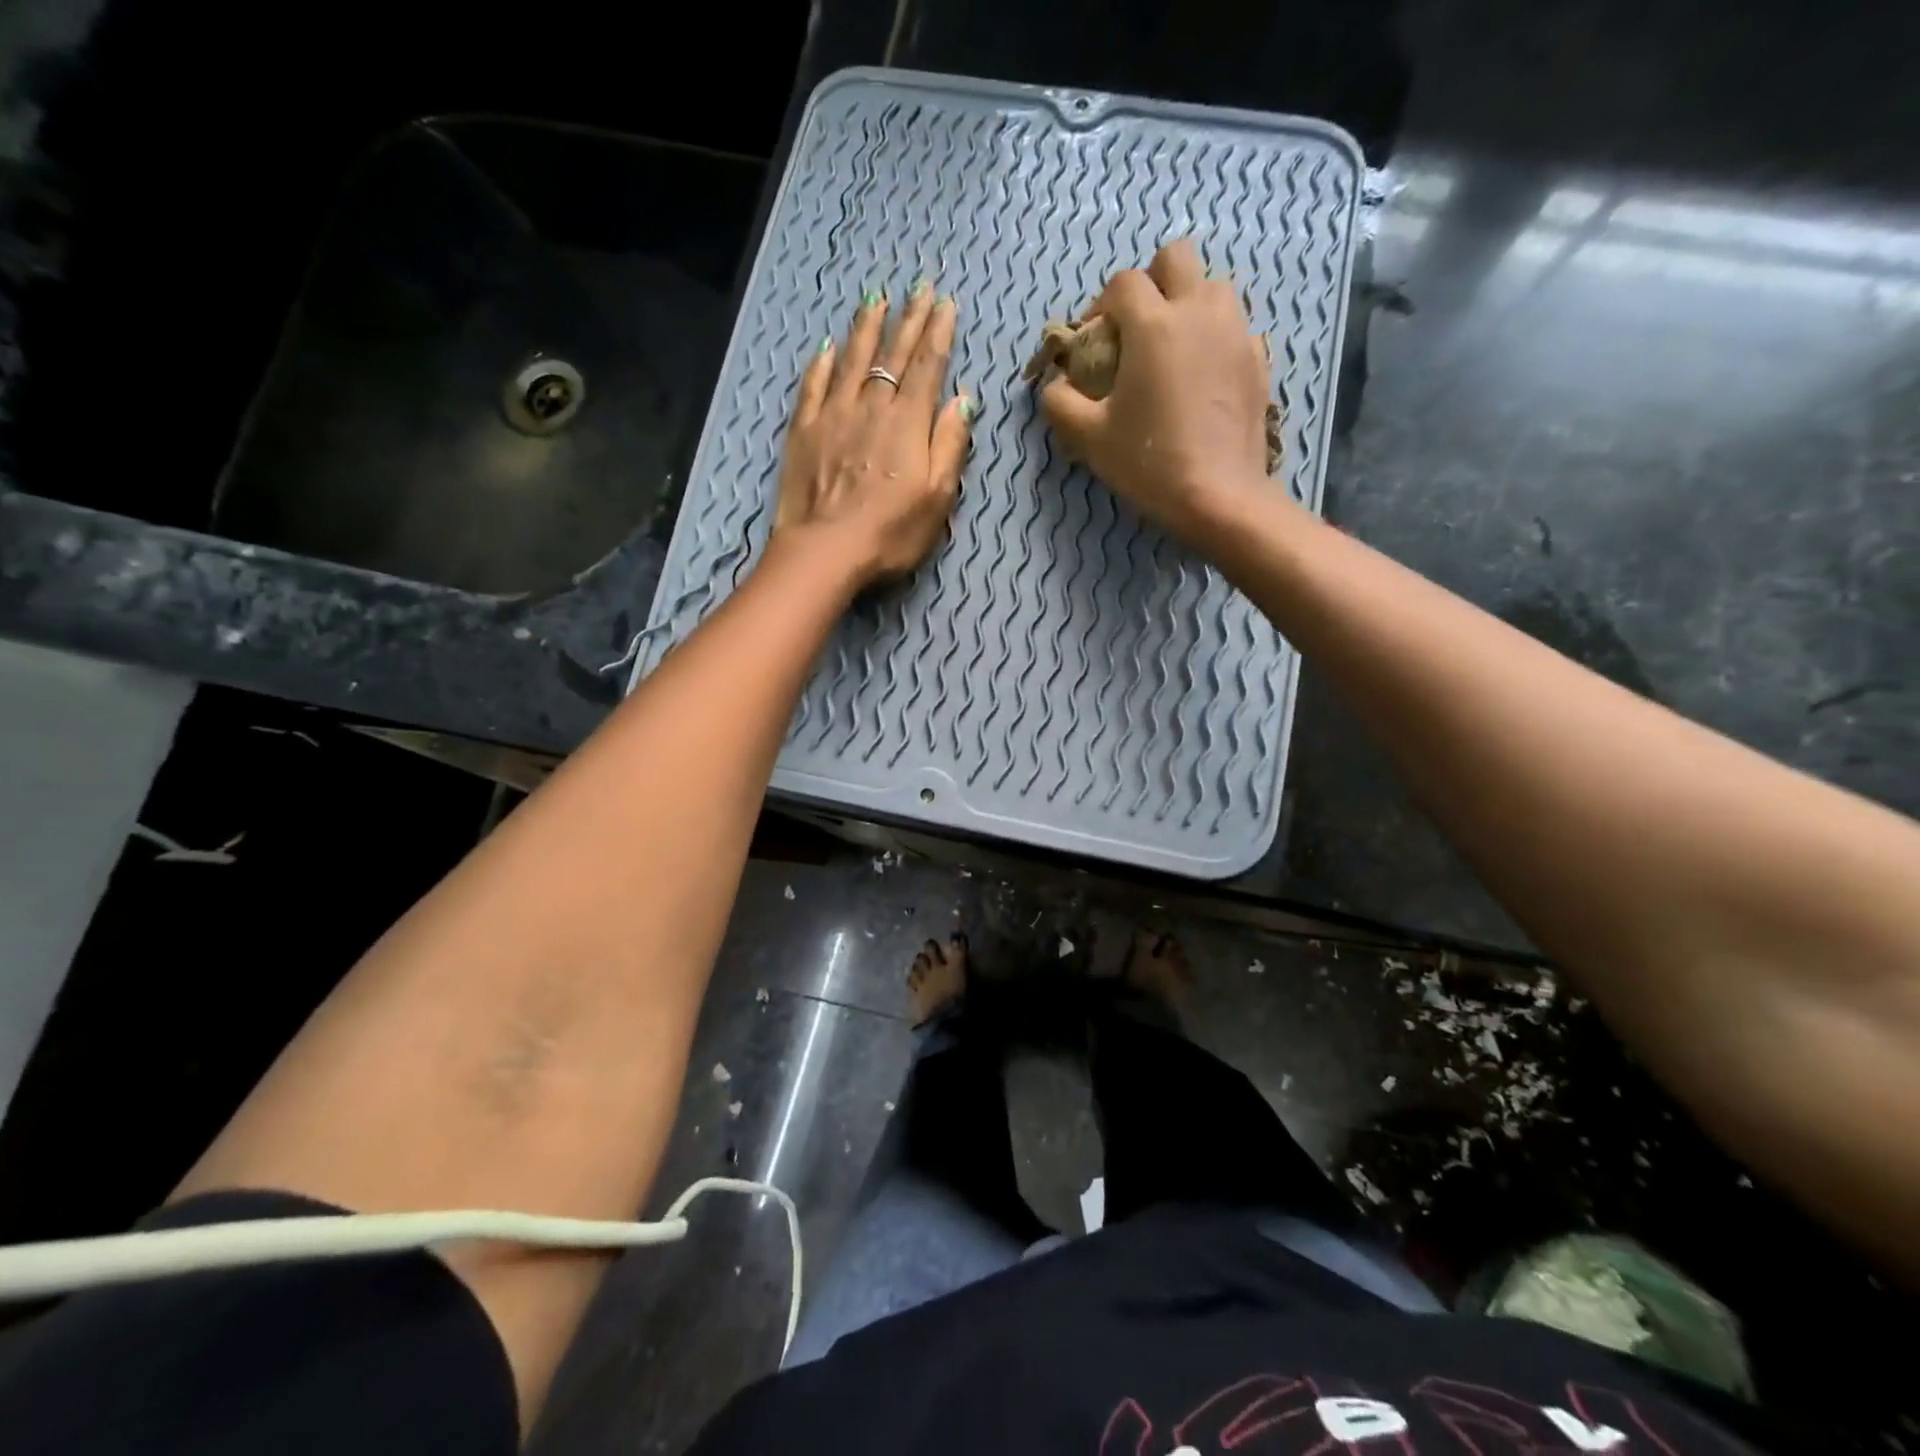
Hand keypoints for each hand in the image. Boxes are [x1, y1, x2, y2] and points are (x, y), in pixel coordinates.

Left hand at [771, 281, 974, 588]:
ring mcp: (832, 416)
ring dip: (866, 329)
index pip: (927, 367)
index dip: (937, 333)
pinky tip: (826, 349)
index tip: (944, 303)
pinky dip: (821, 365)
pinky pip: (813, 387)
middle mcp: (871, 408)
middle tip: (919, 288)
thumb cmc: (890, 533)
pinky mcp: (803, 432)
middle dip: (909, 320)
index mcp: (908, 424)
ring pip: (852, 361)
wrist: (825, 551)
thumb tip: (961, 401)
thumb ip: (950, 445)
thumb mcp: (937, 498)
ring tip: (876, 301)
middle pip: (893, 356)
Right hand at [1039, 239, 1270, 540]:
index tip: (1094, 341)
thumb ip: (1061, 403)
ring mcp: (1235, 331)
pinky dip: (1214, 337)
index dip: (1101, 306)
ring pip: (1212, 285)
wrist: (1219, 496)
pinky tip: (1201, 377)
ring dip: (1187, 303)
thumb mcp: (1089, 438)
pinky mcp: (1258, 358)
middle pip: (1175, 258)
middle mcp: (1198, 311)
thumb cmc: (1149, 463)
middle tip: (1136, 328)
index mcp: (1153, 324)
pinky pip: (1234, 326)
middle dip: (1151, 282)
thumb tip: (1054, 385)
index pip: (1122, 283)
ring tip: (1172, 349)